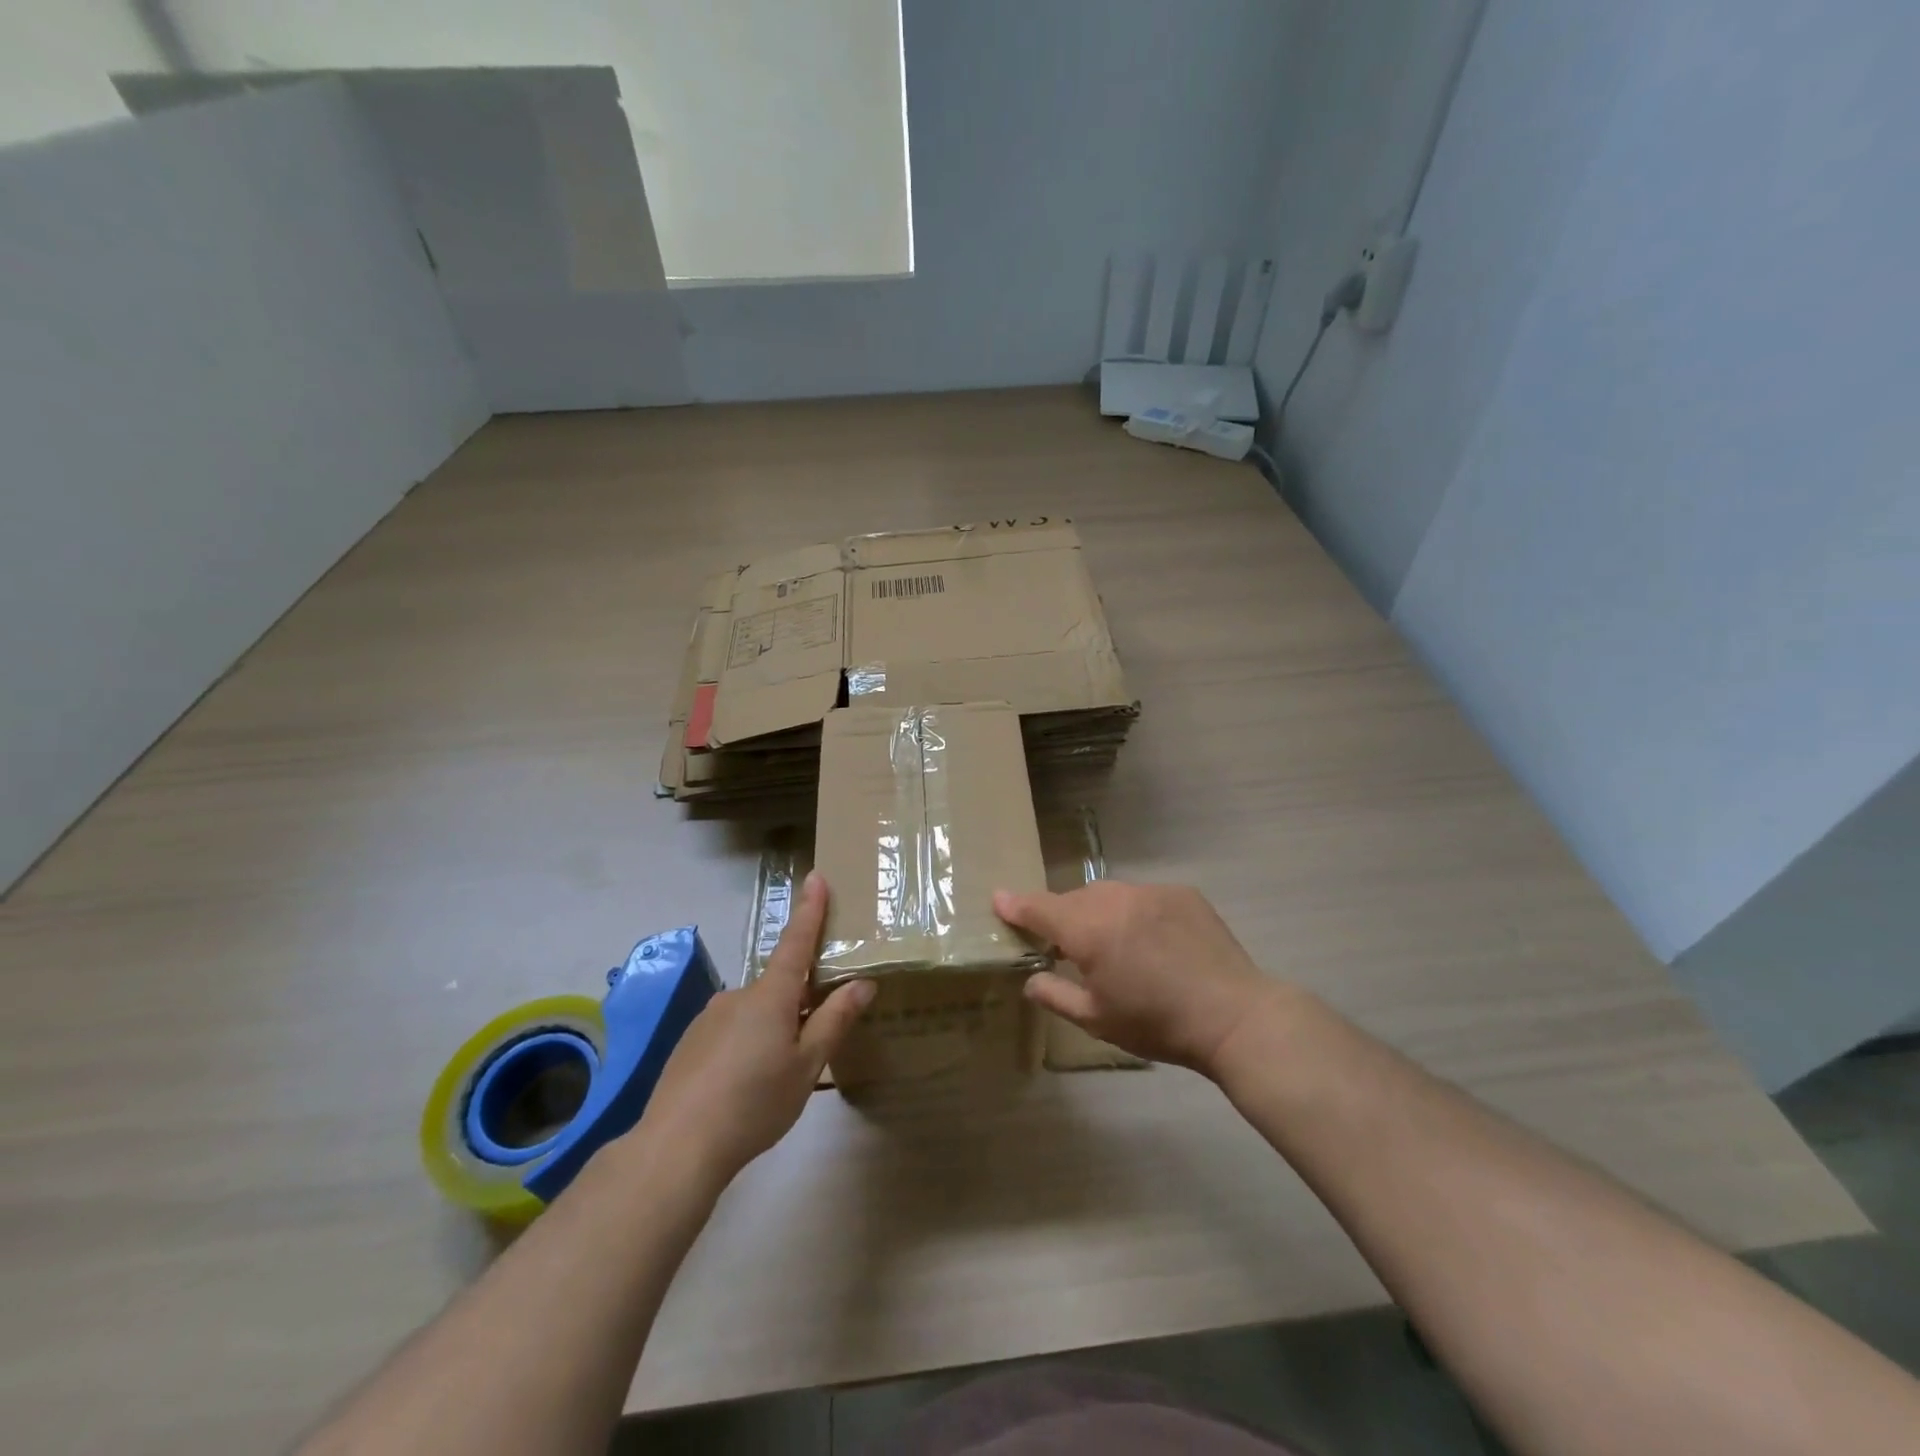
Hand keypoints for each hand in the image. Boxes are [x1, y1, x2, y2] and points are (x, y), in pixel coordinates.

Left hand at [636, 872, 872, 1188]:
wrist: (677, 1146)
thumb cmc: (754, 1102)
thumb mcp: (807, 1065)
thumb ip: (834, 1020)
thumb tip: (862, 983)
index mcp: (771, 995)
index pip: (796, 940)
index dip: (809, 909)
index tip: (816, 876)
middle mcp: (739, 994)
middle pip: (779, 984)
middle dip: (798, 1000)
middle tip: (810, 1040)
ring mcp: (710, 1016)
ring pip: (754, 1011)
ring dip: (771, 1027)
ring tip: (775, 1076)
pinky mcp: (691, 1041)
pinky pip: (730, 1029)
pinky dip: (745, 1044)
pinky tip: (743, 1084)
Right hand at [994, 880, 1282, 1077]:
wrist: (1234, 1016)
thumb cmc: (1158, 1024)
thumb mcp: (1097, 1020)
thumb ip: (1055, 995)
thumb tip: (1031, 979)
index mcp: (1089, 930)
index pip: (1040, 908)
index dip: (1016, 905)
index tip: (999, 899)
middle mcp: (1115, 899)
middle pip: (1075, 900)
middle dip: (1063, 917)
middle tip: (1067, 947)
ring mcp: (1151, 891)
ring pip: (1110, 894)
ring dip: (1100, 912)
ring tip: (1113, 944)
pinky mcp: (1182, 893)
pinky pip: (1143, 896)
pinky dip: (1135, 912)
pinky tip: (1152, 941)